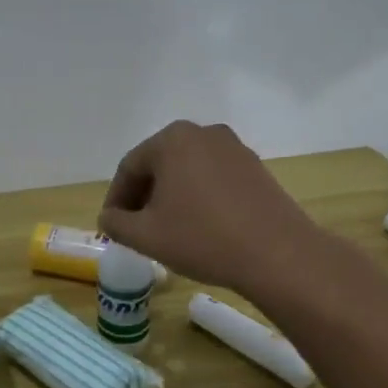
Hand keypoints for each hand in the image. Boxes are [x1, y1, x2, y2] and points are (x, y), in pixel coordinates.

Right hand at [99, 121, 322, 295]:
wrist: (278, 255)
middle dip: (143, 196)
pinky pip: (213, 178)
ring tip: (166, 229)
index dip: (116, 199)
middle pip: (159, 164)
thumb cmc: (202, 239)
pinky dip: (198, 197)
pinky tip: (199, 226)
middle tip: (135, 228)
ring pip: (187, 171)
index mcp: (172, 140)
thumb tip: (109, 217)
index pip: (129, 168)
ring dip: (170, 197)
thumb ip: (116, 223)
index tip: (111, 226)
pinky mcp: (255, 167)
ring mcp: (234, 148)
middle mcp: (203, 133)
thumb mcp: (145, 236)